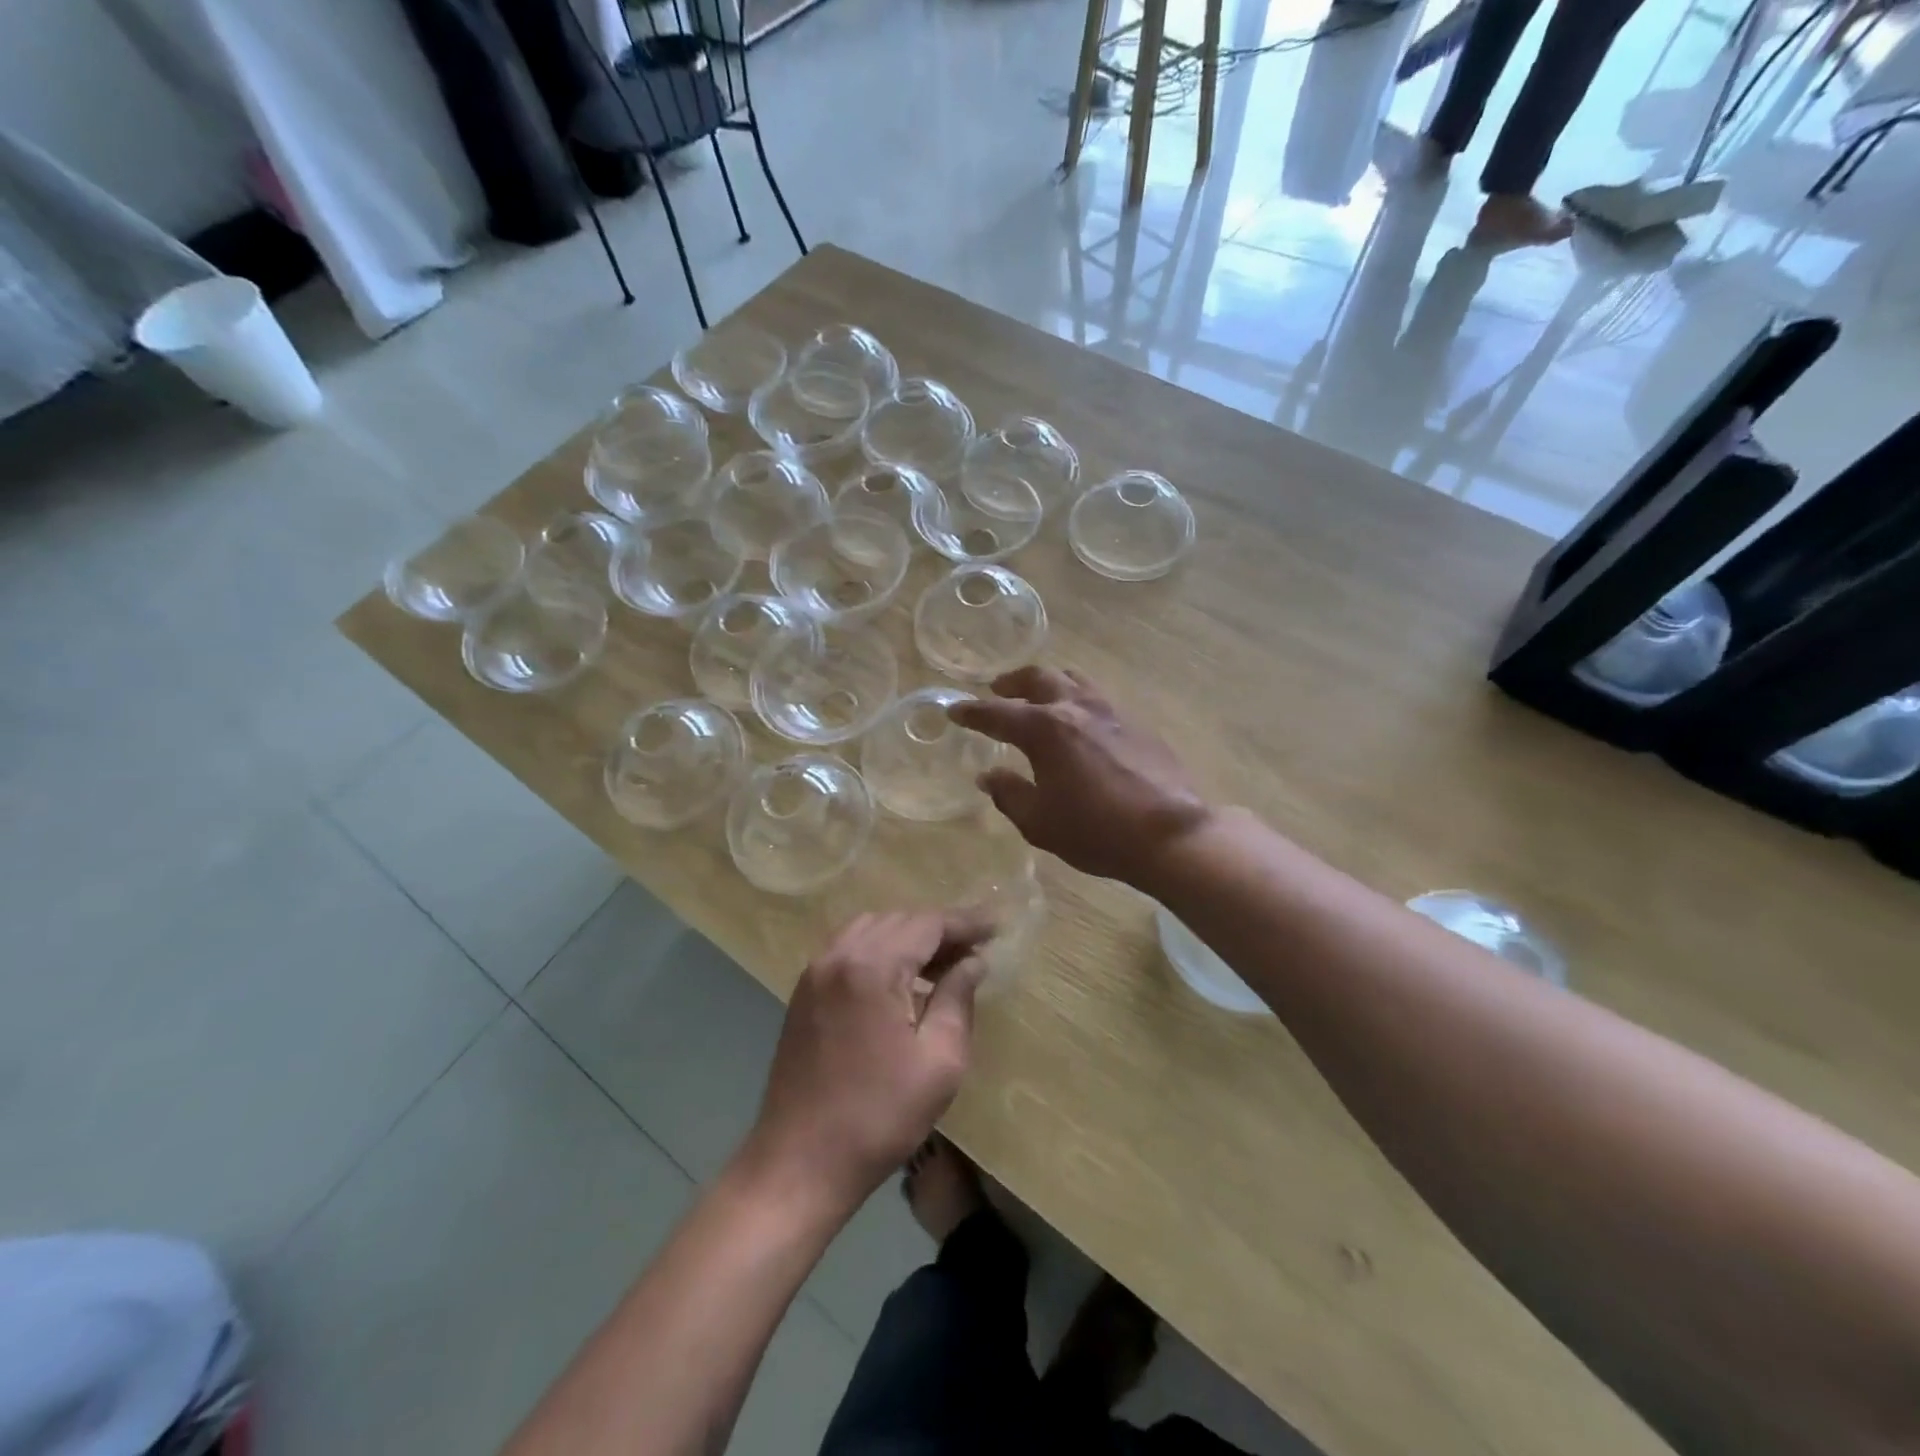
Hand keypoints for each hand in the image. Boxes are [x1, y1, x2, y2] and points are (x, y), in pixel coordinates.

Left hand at [743, 910, 992, 1210]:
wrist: (798, 1163)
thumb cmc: (879, 1117)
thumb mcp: (940, 1062)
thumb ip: (958, 999)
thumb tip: (972, 963)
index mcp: (871, 967)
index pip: (927, 924)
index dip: (965, 923)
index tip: (997, 927)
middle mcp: (838, 955)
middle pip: (898, 921)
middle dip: (939, 931)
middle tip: (975, 952)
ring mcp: (815, 972)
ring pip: (872, 930)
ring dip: (909, 939)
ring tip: (942, 965)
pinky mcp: (804, 993)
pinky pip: (849, 950)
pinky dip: (880, 951)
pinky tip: (901, 981)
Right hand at [949, 666, 1210, 886]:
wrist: (1170, 834)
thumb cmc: (1096, 831)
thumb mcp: (1039, 822)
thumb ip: (1009, 794)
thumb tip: (988, 776)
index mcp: (1046, 729)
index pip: (998, 713)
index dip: (972, 712)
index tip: (955, 710)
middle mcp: (1076, 708)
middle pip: (1038, 678)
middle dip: (1012, 682)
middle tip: (997, 688)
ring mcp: (1111, 711)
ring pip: (1073, 679)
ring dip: (1049, 682)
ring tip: (1039, 695)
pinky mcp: (1137, 722)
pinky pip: (1098, 697)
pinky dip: (1078, 698)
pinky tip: (1080, 720)